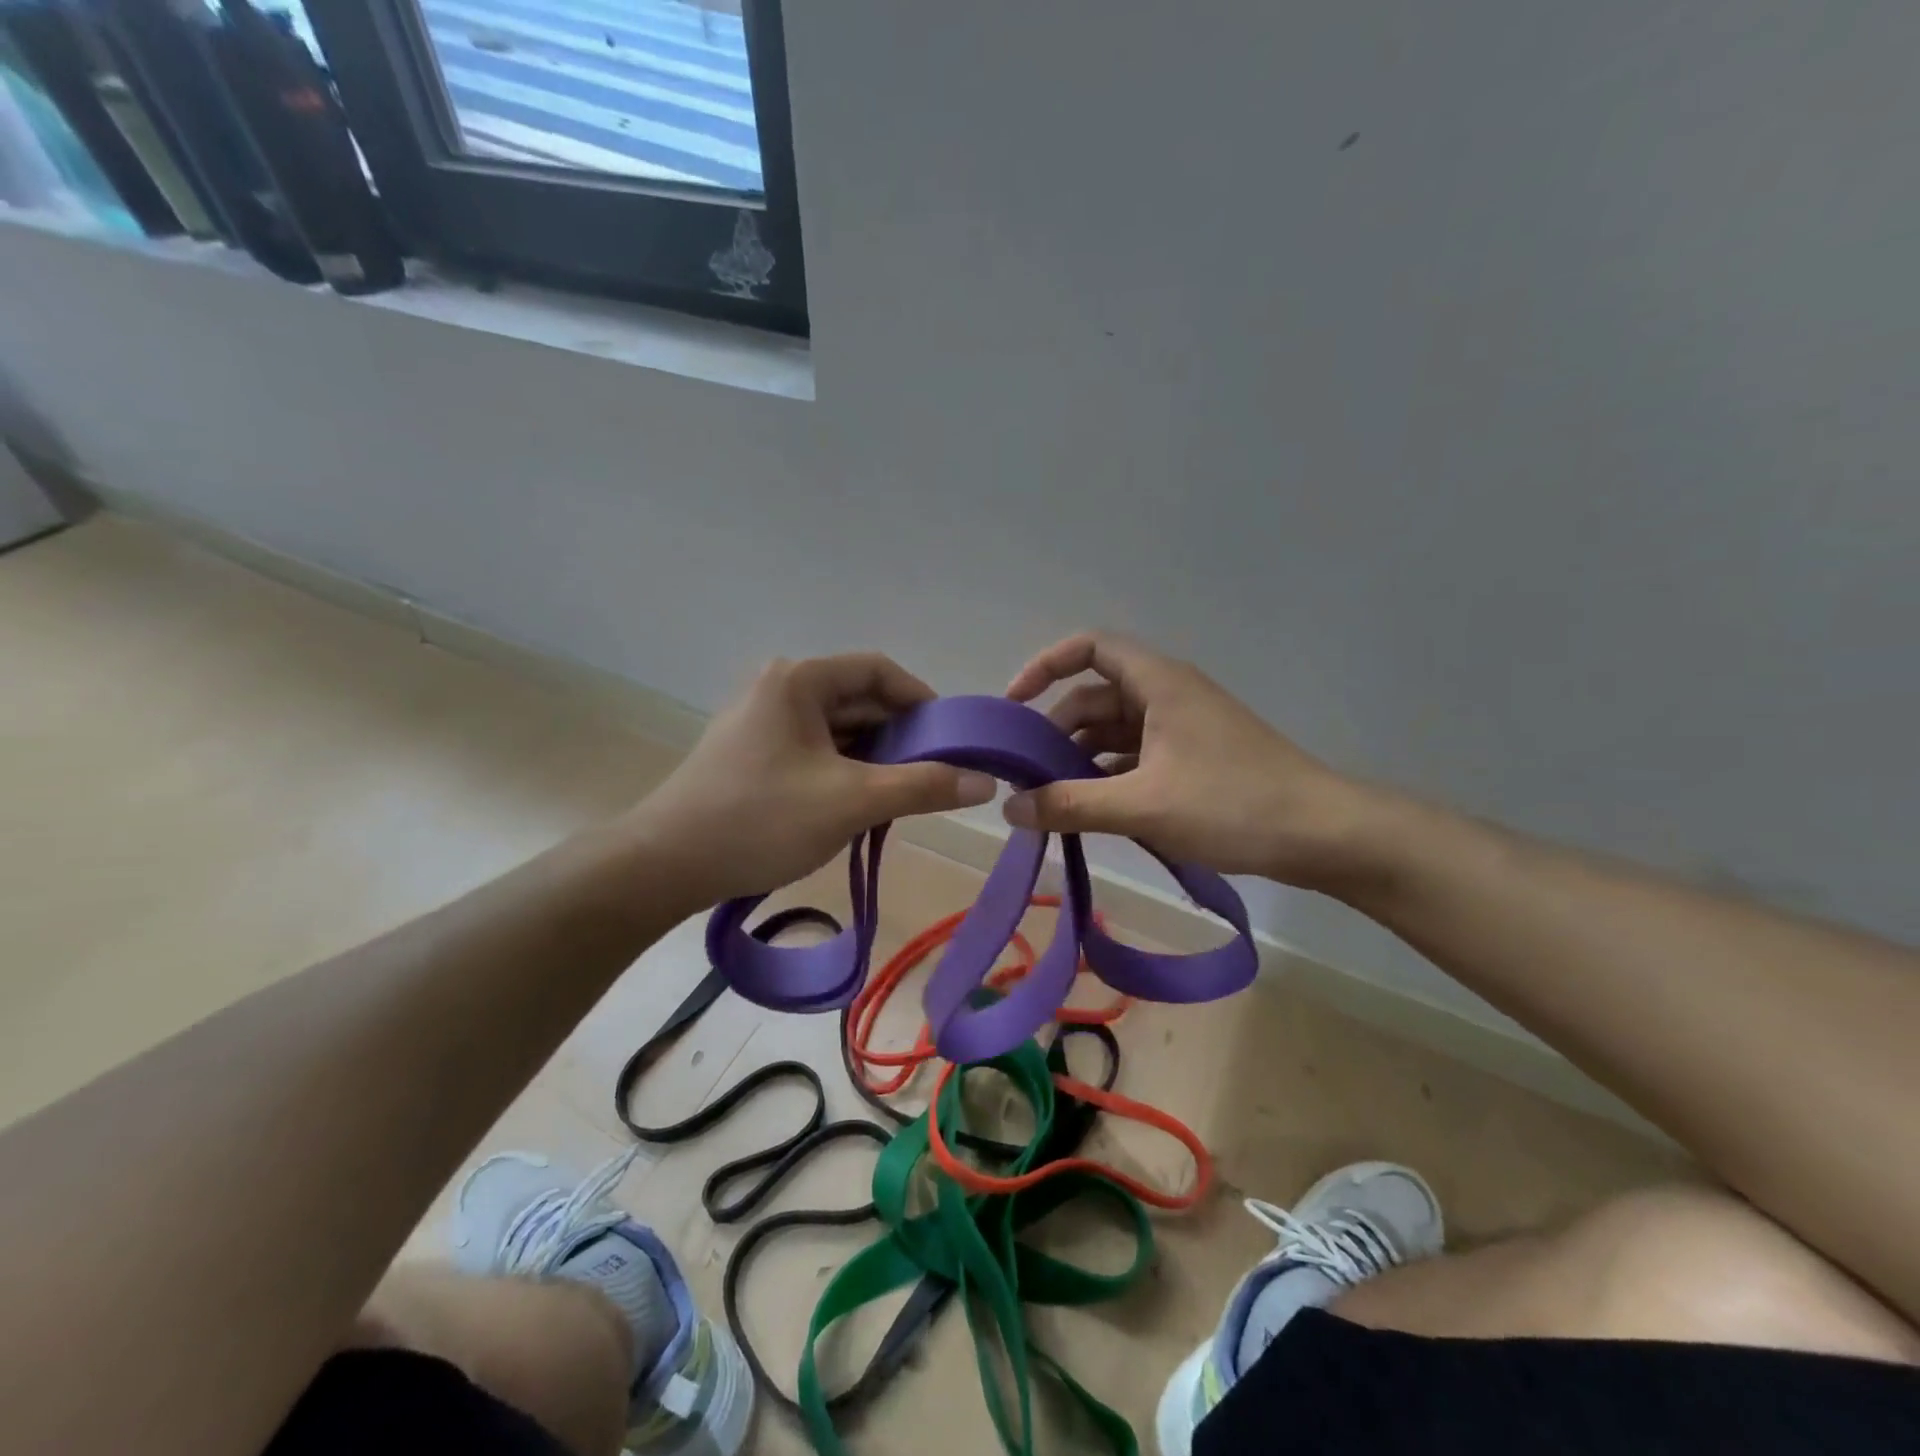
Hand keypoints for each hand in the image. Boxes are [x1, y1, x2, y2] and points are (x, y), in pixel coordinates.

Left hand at [633, 653, 996, 905]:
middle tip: (935, 776)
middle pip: (860, 701)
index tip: (953, 740)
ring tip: (903, 796)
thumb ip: (923, 786)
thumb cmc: (760, 820)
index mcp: (799, 680)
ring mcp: (764, 723)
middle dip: (901, 737)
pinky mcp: (755, 755)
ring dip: (876, 759)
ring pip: (840, 731)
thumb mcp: (852, 801)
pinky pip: (817, 752)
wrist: (665, 866)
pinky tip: (861, 806)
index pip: (879, 671)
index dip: (923, 702)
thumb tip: (986, 780)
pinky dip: (847, 773)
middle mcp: (780, 689)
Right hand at [1003, 632, 1381, 887]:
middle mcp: (1169, 694)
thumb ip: (1071, 805)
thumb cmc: (1231, 804)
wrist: (1324, 835)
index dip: (1045, 666)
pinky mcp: (1196, 757)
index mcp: (1158, 683)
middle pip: (1096, 694)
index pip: (1090, 647)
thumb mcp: (1142, 806)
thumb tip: (1010, 808)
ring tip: (1053, 797)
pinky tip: (1094, 809)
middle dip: (1057, 728)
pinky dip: (1110, 774)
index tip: (1014, 707)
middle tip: (1028, 772)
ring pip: (1116, 728)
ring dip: (1082, 756)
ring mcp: (1185, 726)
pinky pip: (1138, 754)